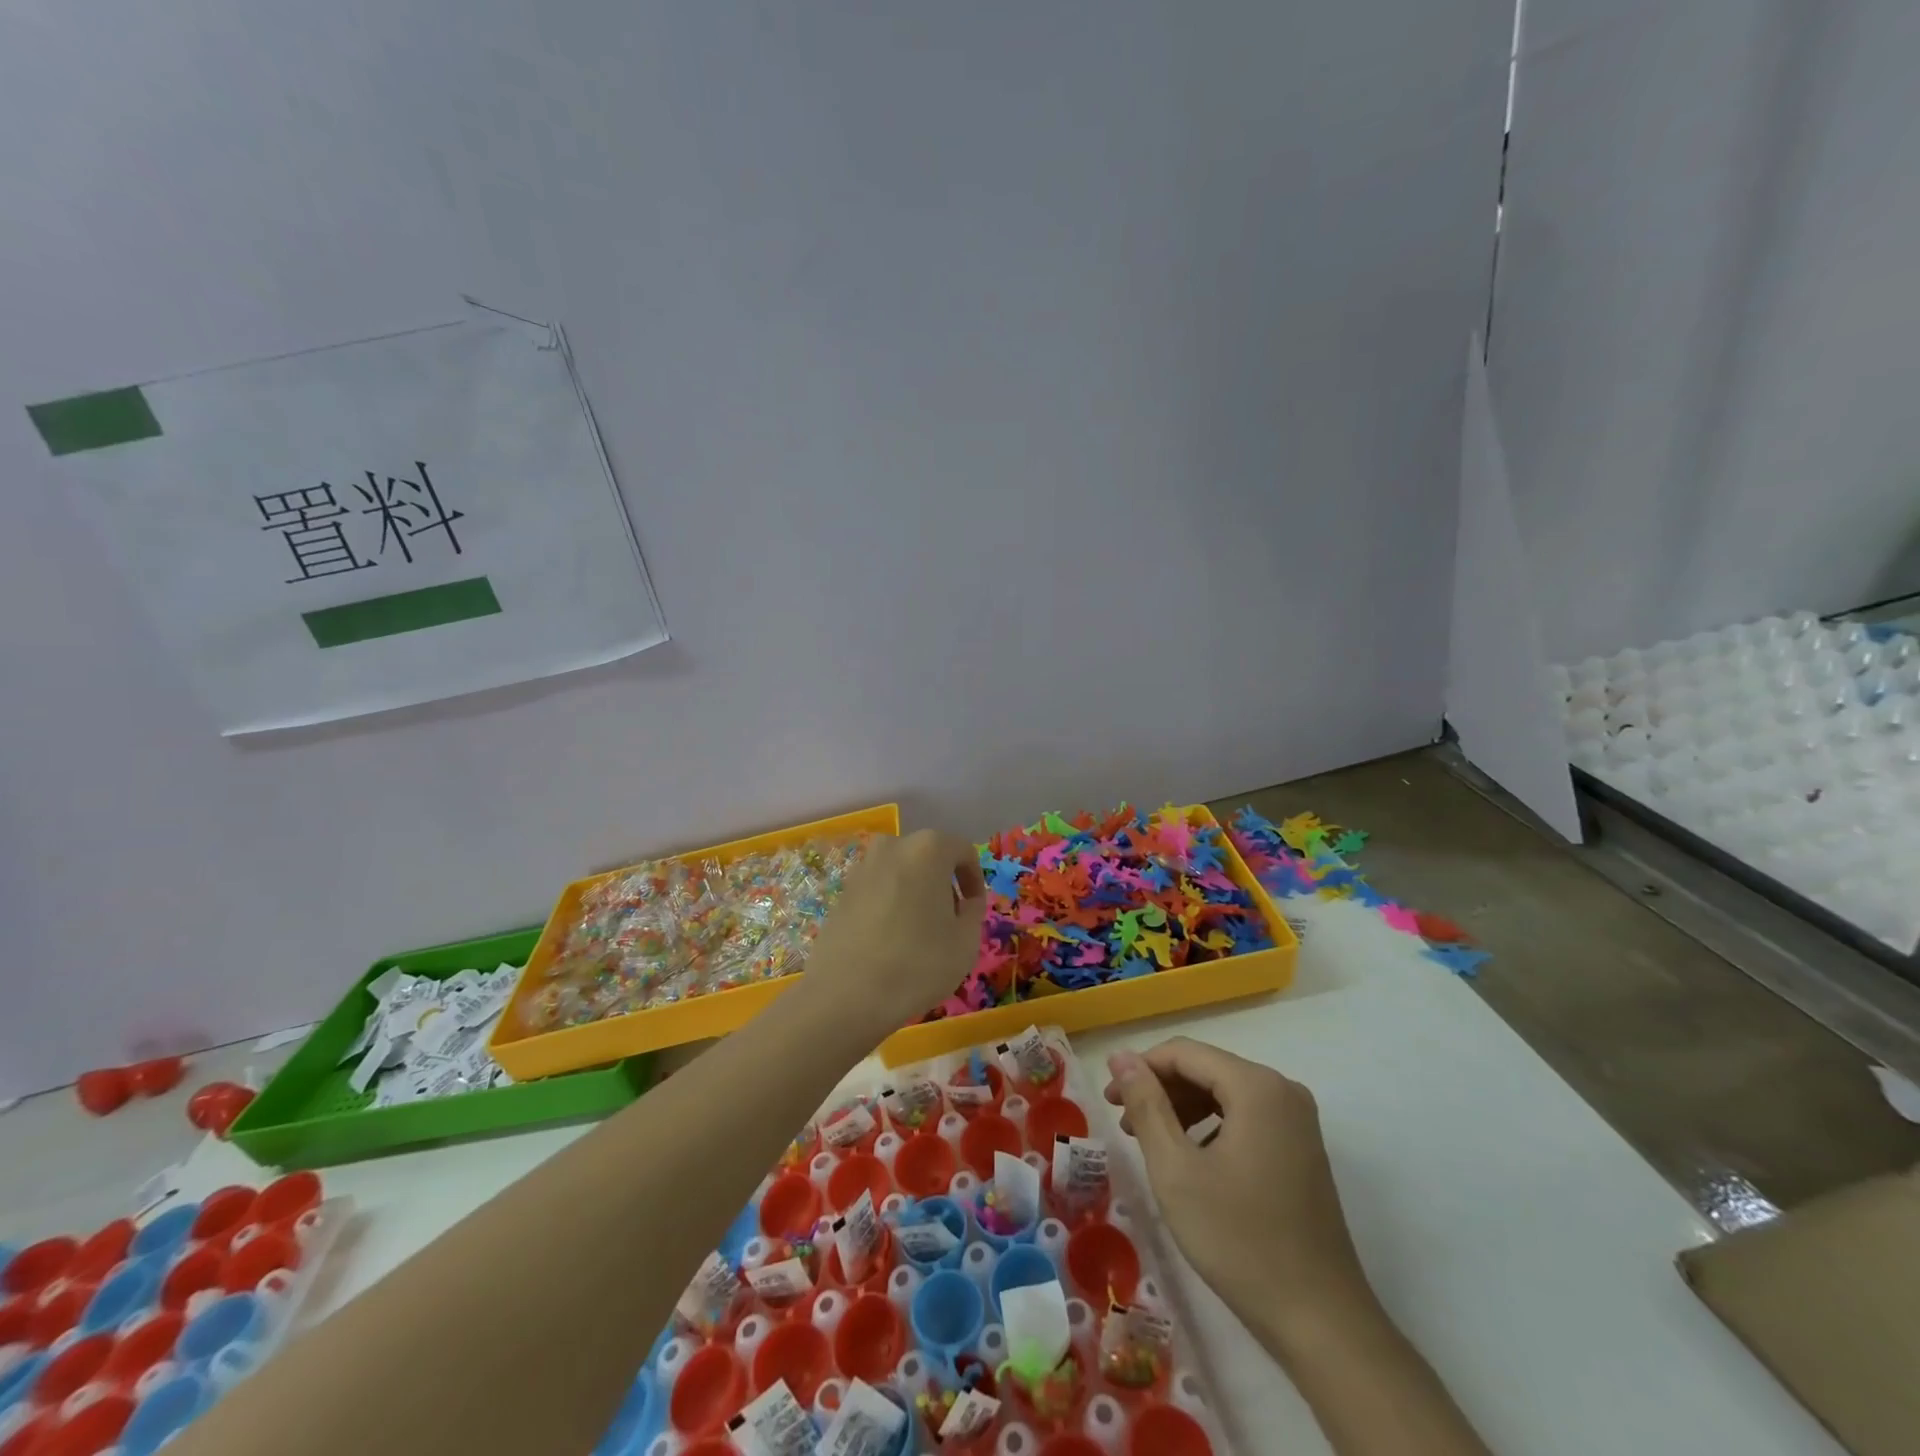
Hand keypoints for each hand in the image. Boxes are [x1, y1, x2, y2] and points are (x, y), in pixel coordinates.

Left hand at [806, 830, 987, 1032]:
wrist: (844, 995)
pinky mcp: (842, 892)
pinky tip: (891, 941)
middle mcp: (892, 846)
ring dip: (916, 894)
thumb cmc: (917, 964)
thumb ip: (974, 912)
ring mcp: (862, 867)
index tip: (975, 909)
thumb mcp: (966, 942)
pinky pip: (879, 890)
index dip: (975, 880)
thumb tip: (966, 902)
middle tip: (950, 922)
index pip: (963, 851)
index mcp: (928, 848)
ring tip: (920, 934)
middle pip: (929, 858)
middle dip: (944, 884)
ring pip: (902, 873)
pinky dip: (891, 905)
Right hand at [1104, 1038, 1377, 1360]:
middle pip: (1205, 1069)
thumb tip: (1121, 1056)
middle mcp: (1282, 1089)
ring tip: (1147, 1141)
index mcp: (1256, 1086)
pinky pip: (1245, 1117)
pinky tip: (1190, 1159)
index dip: (1140, 1069)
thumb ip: (1146, 1104)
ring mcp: (1297, 1120)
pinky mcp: (1302, 1148)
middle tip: (1122, 1122)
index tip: (1109, 1099)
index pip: (1184, 1053)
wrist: (1322, 1323)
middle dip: (1160, 1090)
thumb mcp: (1176, 1170)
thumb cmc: (1240, 1241)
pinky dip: (1210, 1127)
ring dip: (1182, 1109)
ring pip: (1224, 1093)